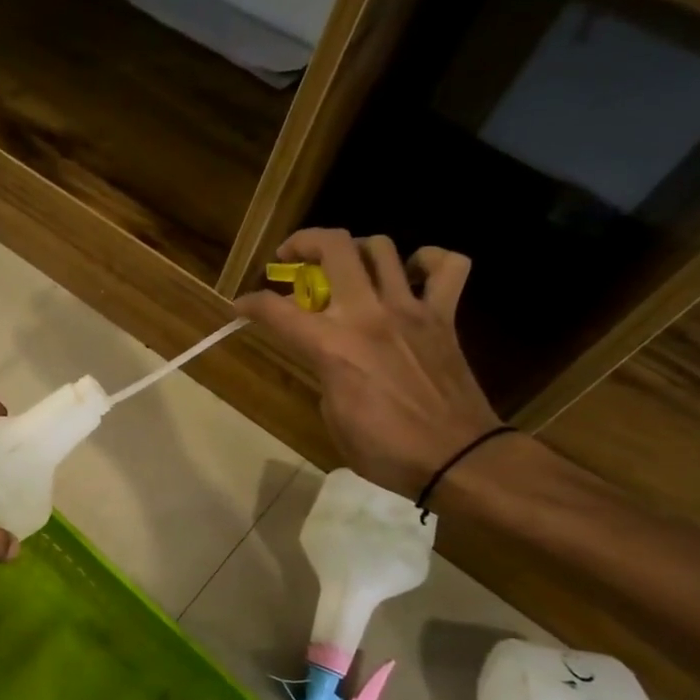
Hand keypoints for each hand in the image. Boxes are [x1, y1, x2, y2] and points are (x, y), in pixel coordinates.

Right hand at [235, 229, 501, 497]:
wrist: (457, 458)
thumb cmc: (385, 450)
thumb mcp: (333, 415)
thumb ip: (325, 372)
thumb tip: (330, 356)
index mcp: (332, 346)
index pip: (276, 310)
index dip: (250, 303)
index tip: (241, 305)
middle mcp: (368, 315)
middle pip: (335, 248)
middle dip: (304, 242)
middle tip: (292, 256)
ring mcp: (410, 310)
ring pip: (382, 248)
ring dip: (356, 249)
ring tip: (347, 267)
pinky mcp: (444, 317)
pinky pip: (447, 268)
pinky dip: (429, 261)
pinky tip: (412, 272)